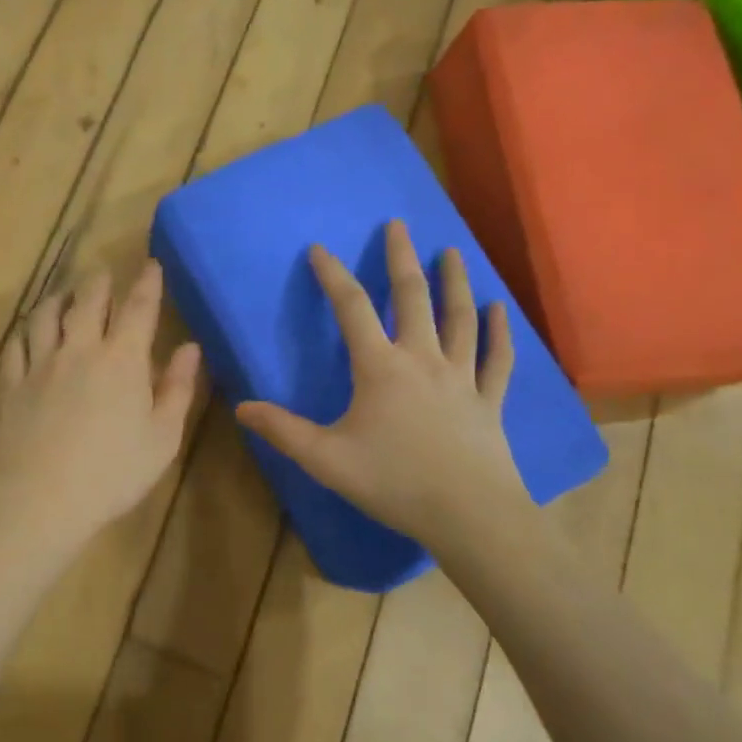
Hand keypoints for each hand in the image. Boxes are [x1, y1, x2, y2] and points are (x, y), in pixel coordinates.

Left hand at [0, 261, 201, 553]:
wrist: (39, 498)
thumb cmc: (113, 473)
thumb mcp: (162, 438)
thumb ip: (178, 389)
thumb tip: (190, 348)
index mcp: (123, 360)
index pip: (139, 308)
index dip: (147, 282)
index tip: (151, 263)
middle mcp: (80, 349)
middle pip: (88, 300)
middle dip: (99, 281)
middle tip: (103, 273)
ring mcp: (40, 363)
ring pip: (47, 314)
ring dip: (59, 297)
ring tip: (64, 294)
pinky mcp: (11, 383)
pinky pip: (16, 343)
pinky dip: (26, 330)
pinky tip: (29, 332)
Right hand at [235, 220, 528, 546]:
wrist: (470, 516)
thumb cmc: (394, 482)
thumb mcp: (326, 459)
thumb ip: (283, 430)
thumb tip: (241, 407)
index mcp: (380, 368)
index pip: (351, 308)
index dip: (333, 275)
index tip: (319, 248)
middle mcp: (422, 360)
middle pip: (412, 297)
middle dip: (402, 258)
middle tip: (399, 225)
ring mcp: (462, 378)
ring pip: (459, 318)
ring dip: (455, 282)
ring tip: (453, 252)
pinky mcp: (489, 401)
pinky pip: (496, 359)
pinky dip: (499, 332)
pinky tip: (499, 309)